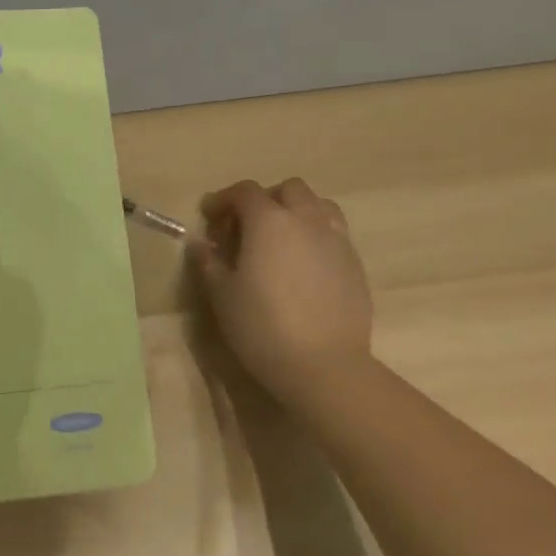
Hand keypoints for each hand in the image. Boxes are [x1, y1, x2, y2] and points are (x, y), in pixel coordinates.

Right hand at [195, 177, 372, 398]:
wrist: (324, 366)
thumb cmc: (262, 326)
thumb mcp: (221, 294)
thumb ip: (208, 262)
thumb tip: (200, 243)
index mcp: (269, 221)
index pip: (245, 191)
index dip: (223, 199)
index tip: (209, 218)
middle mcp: (306, 220)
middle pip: (288, 189)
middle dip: (265, 200)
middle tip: (246, 227)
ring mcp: (337, 241)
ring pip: (319, 205)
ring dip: (296, 212)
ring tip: (280, 240)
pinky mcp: (355, 265)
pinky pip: (335, 233)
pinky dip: (316, 236)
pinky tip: (303, 266)